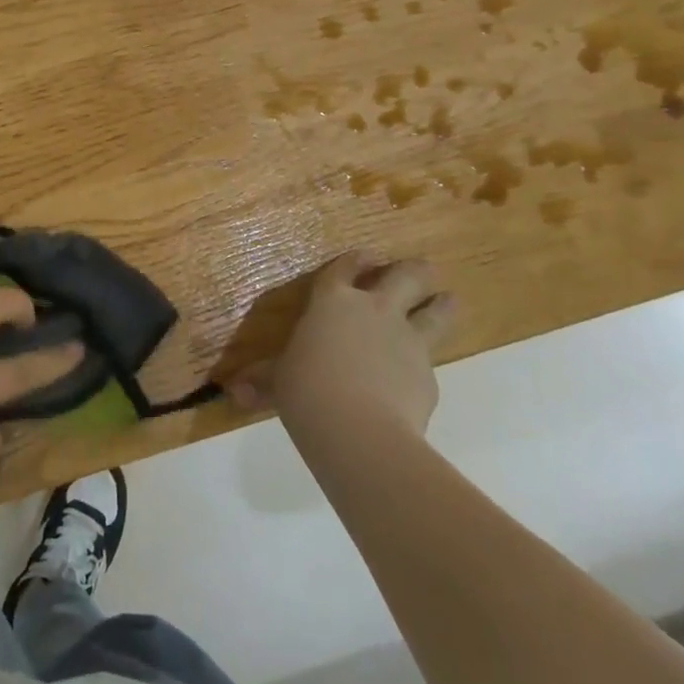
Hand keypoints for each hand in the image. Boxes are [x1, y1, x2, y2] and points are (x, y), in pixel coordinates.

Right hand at [232, 252, 455, 443]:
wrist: (358, 429)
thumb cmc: (306, 390)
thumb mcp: (279, 382)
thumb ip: (263, 382)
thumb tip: (234, 392)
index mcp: (333, 302)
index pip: (345, 269)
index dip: (355, 260)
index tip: (367, 255)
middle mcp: (375, 310)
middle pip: (405, 277)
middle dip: (414, 270)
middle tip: (424, 268)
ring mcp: (407, 340)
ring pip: (435, 311)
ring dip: (441, 304)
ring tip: (448, 299)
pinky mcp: (429, 375)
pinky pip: (429, 363)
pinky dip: (424, 366)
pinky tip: (418, 378)